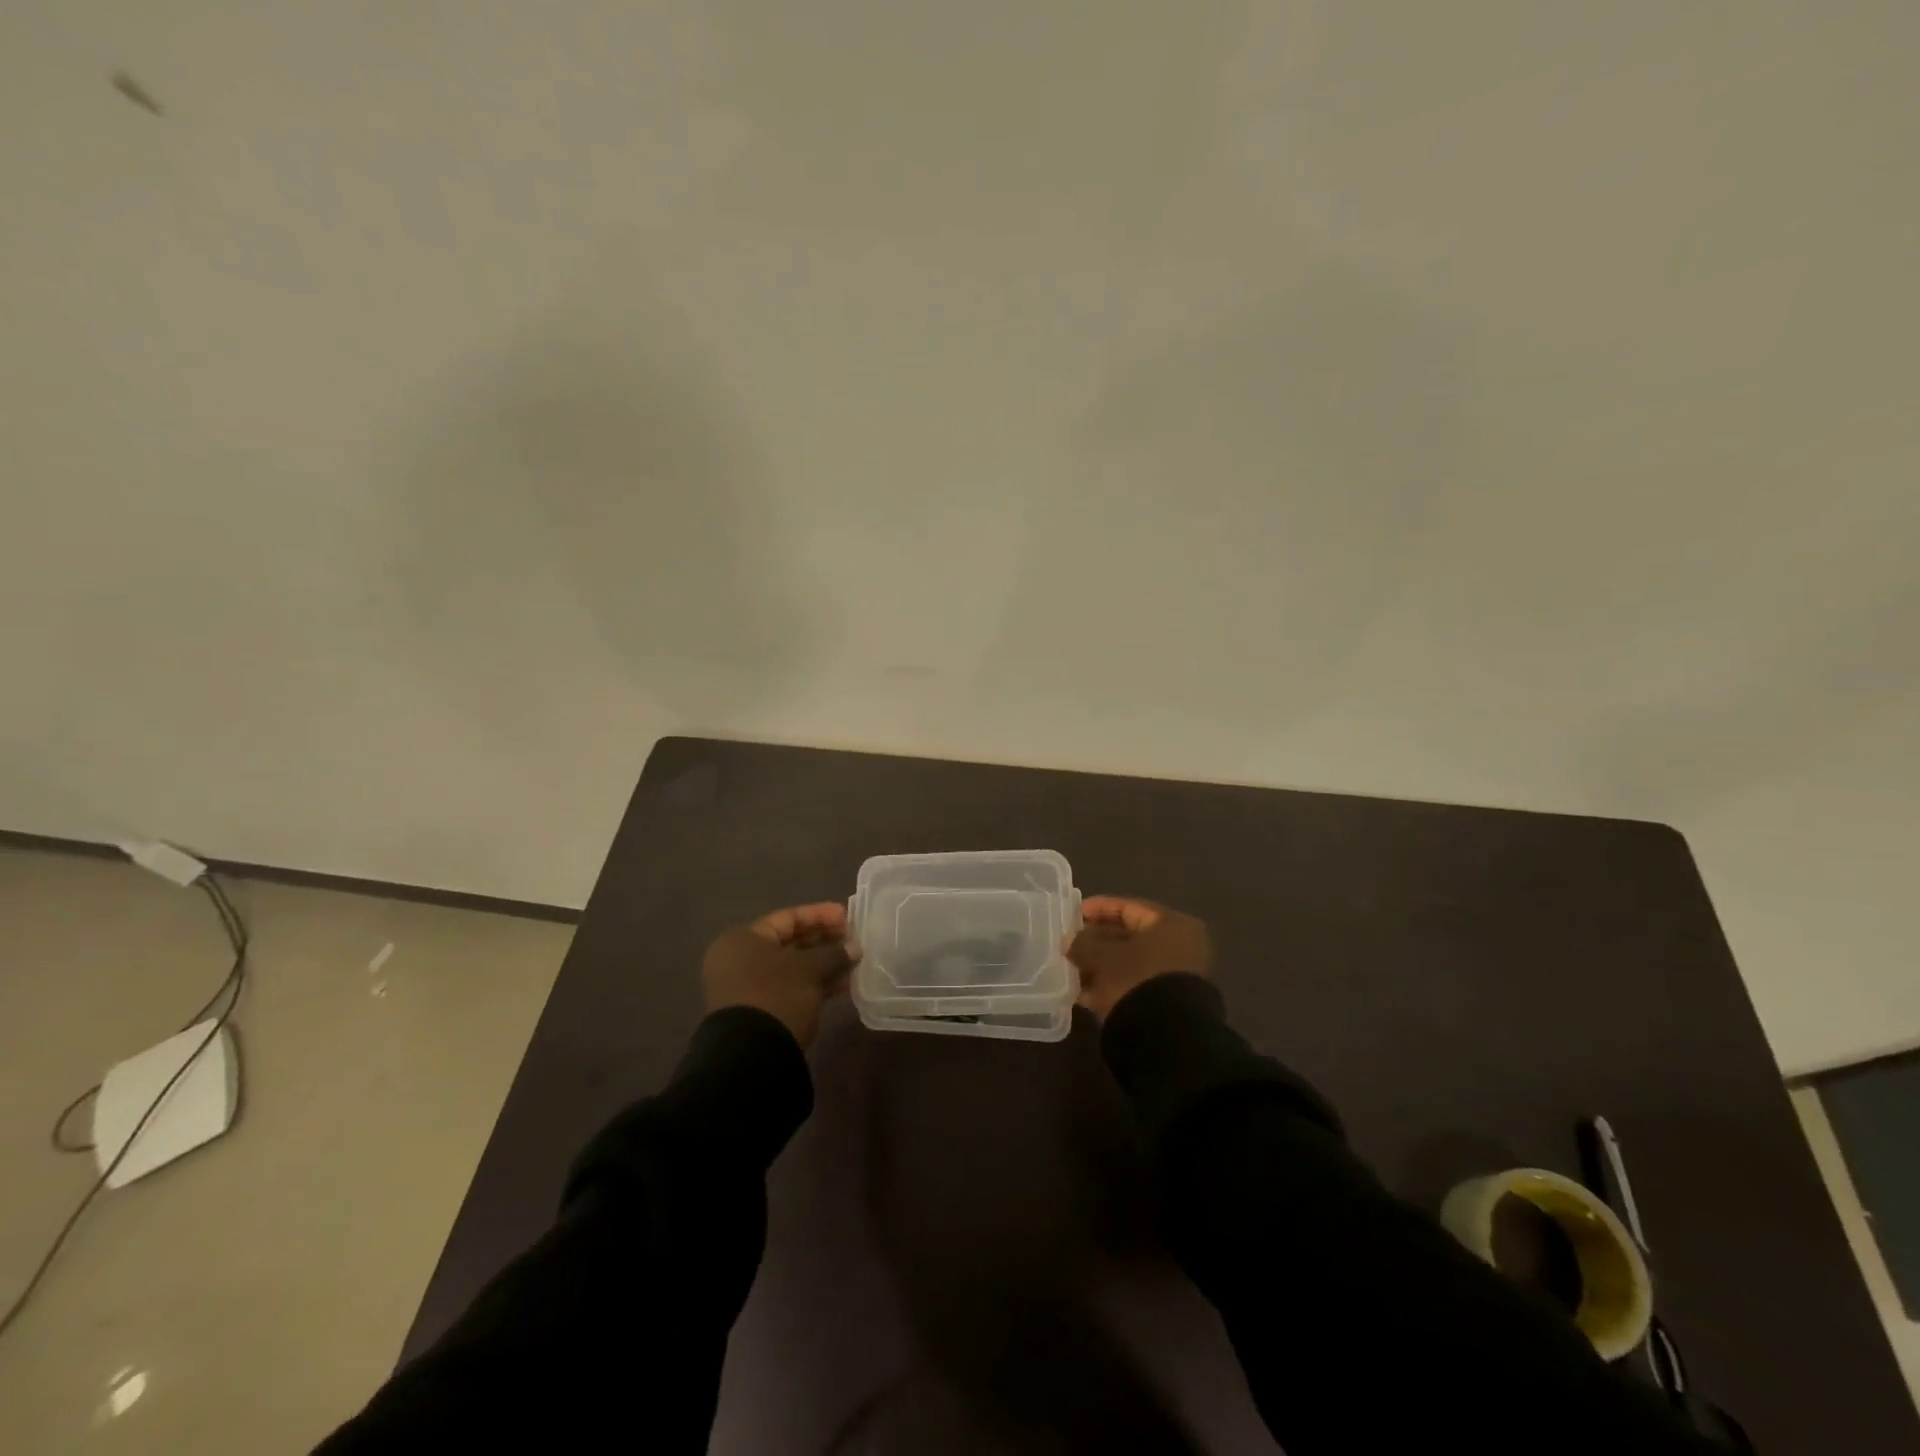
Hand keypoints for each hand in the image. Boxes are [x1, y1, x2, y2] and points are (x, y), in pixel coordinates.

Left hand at [702, 903, 855, 1049]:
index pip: (787, 918)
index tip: (848, 917)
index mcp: (743, 940)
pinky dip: (815, 983)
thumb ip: (834, 954)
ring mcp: (749, 988)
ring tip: (854, 961)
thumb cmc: (776, 996)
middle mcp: (741, 960)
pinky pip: (792, 987)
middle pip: (790, 942)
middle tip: (854, 940)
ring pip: (794, 967)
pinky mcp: (762, 1011)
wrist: (752, 1056)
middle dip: (824, 940)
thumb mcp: (809, 970)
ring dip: (824, 963)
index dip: (820, 915)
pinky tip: (843, 983)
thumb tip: (854, 949)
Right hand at [1068, 897, 1211, 1021]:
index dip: (1099, 908)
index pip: (1130, 908)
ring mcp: (1176, 978)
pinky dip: (1111, 987)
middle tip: (1070, 944)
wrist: (1167, 1037)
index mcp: (1173, 925)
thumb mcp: (1102, 957)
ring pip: (1130, 964)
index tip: (1074, 913)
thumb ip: (1082, 943)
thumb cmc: (1136, 979)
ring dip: (1101, 966)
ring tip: (1072, 970)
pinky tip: (1084, 994)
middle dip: (1097, 941)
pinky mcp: (1167, 1005)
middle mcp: (1181, 948)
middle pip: (1130, 937)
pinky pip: (1134, 986)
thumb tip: (1069, 940)